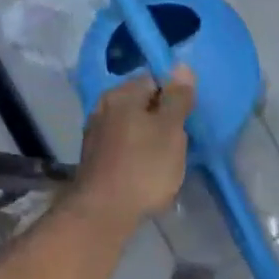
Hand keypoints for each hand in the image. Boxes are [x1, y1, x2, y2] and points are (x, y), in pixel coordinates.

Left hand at [69, 66, 195, 231]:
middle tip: (177, 143)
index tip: (185, 121)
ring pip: (130, 126)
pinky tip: (143, 173)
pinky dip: (134, 155)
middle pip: (140, 103)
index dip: (174, 97)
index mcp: (121, 94)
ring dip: (147, 138)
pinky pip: (121, 147)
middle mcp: (103, 107)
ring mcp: (94, 134)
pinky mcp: (93, 159)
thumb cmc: (144, 168)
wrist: (104, 212)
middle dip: (160, 119)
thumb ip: (177, 98)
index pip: (154, 79)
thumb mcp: (171, 130)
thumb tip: (181, 66)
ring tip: (162, 161)